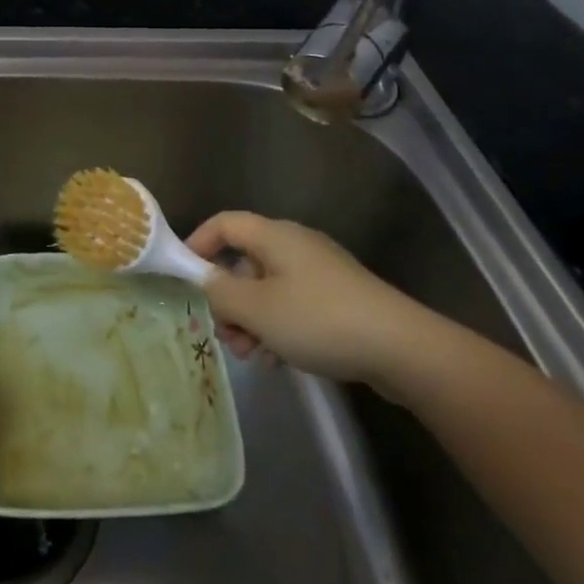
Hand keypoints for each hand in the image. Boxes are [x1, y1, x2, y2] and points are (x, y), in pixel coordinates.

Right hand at [188, 212, 453, 394]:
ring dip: (251, 319)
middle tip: (225, 335)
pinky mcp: (337, 298)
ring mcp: (319, 272)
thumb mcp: (257, 309)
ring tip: (252, 356)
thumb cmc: (318, 320)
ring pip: (267, 288)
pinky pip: (292, 305)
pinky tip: (279, 360)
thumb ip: (221, 293)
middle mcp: (295, 245)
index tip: (184, 277)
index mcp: (274, 236)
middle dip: (228, 298)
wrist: (399, 347)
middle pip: (244, 261)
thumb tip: (206, 280)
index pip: (224, 223)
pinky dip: (277, 327)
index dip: (198, 243)